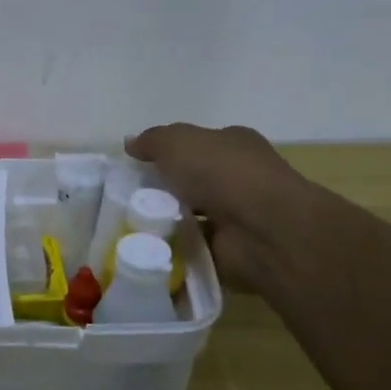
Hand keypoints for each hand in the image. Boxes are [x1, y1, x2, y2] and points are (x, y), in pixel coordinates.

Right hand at [125, 123, 313, 290]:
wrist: (264, 229)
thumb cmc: (222, 173)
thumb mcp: (177, 142)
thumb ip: (152, 141)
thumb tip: (130, 143)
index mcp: (234, 145)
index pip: (197, 144)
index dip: (168, 152)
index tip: (137, 166)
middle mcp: (239, 177)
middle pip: (191, 180)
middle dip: (162, 189)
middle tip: (127, 198)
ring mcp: (237, 214)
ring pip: (190, 214)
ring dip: (165, 220)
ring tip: (130, 224)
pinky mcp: (230, 248)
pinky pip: (191, 245)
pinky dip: (173, 247)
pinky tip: (147, 247)